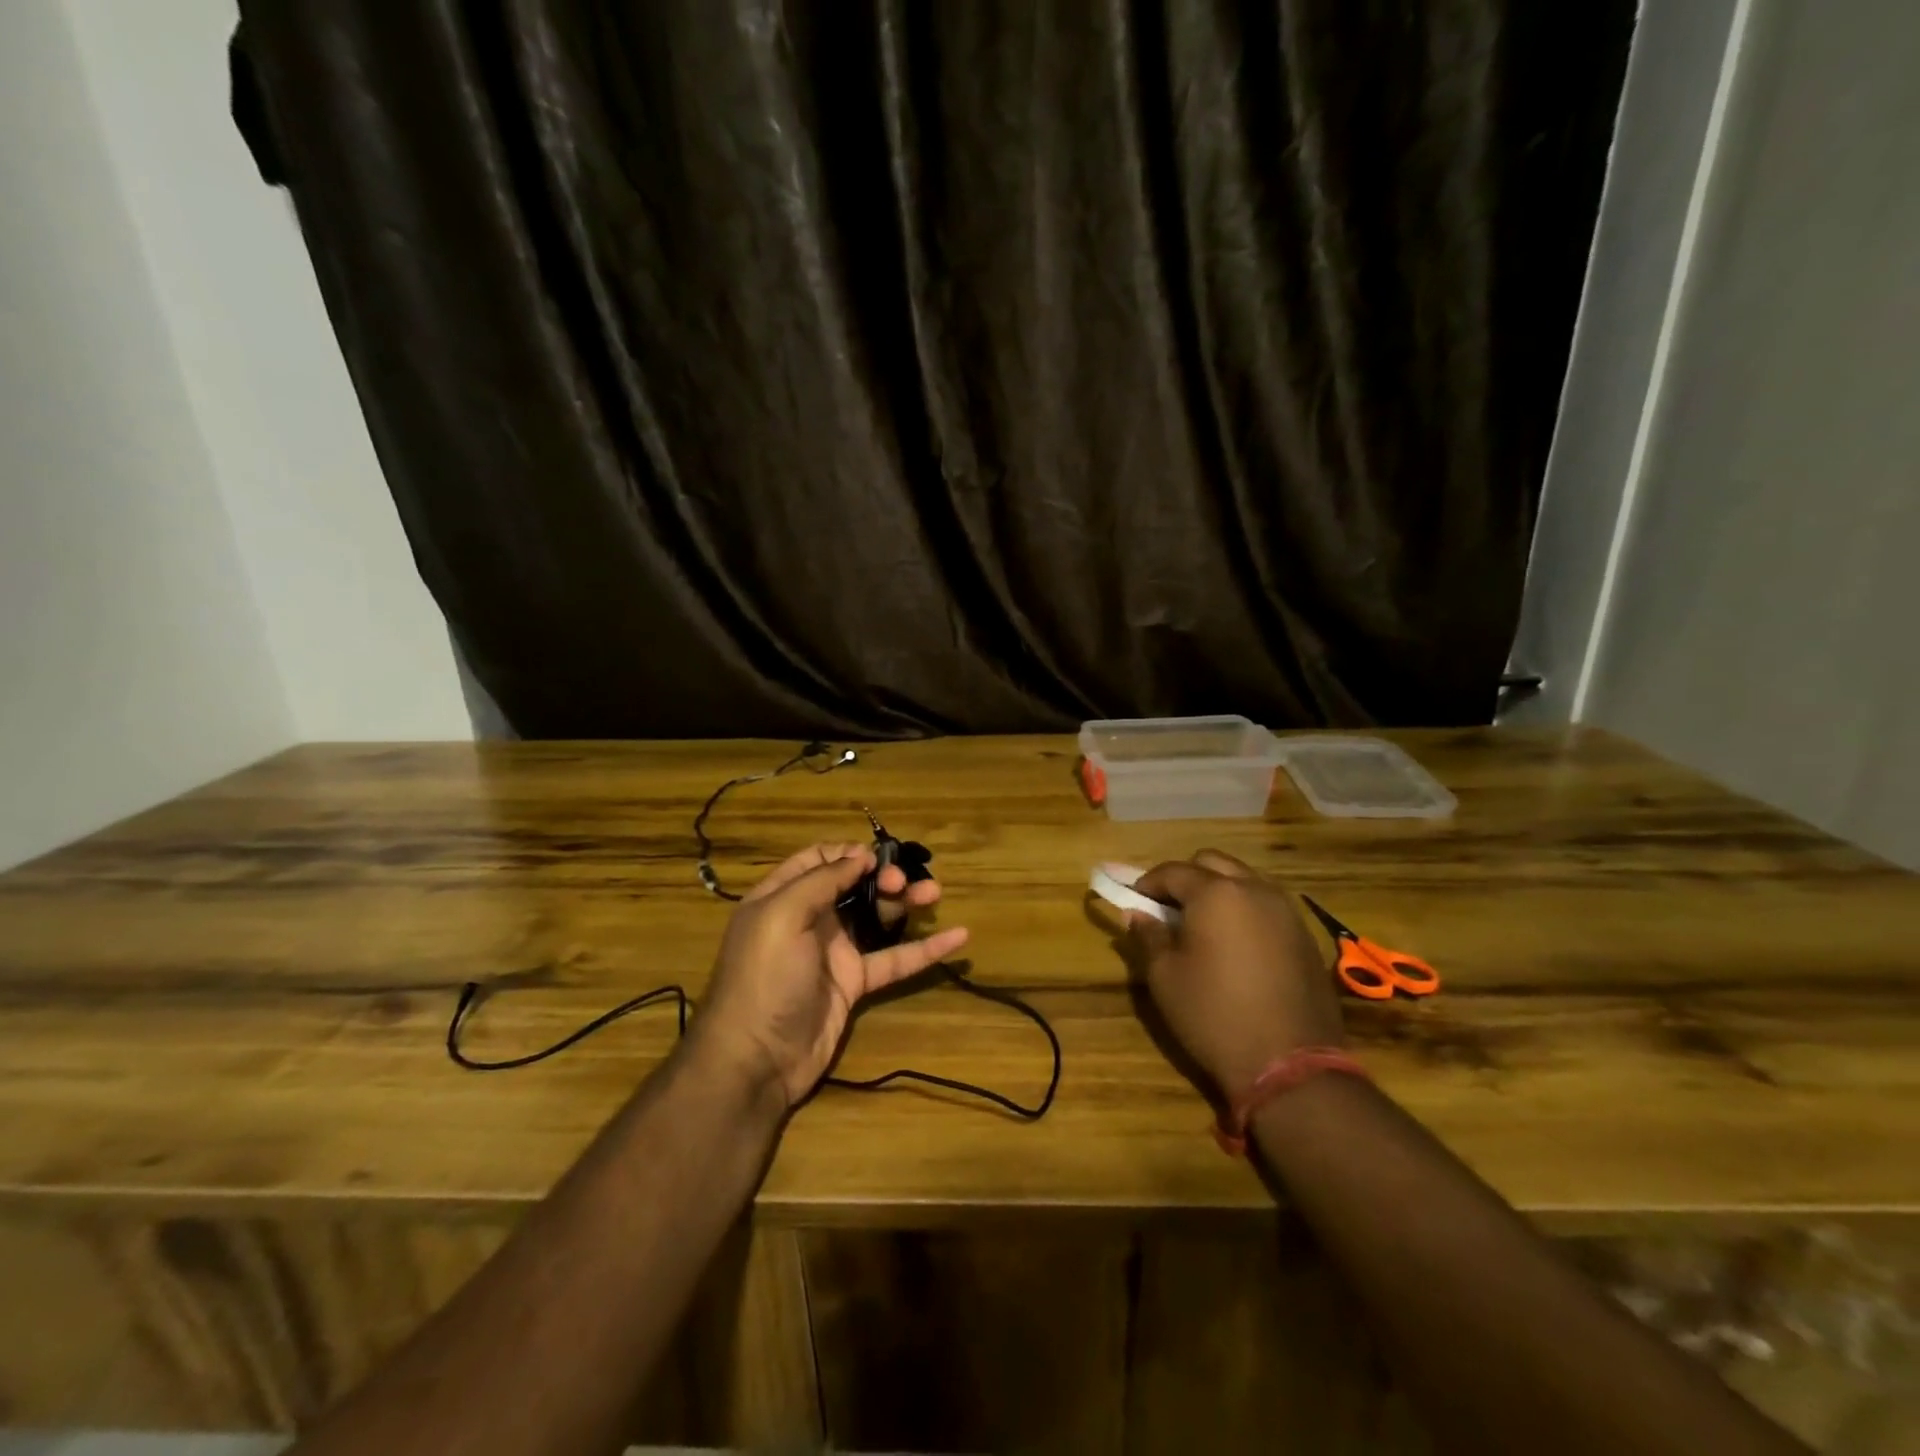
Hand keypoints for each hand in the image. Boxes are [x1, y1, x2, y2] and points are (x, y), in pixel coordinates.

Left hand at [695, 842, 969, 1105]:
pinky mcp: (854, 983)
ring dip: (906, 902)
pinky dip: (925, 948)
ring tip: (935, 892)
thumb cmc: (764, 978)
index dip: (847, 853)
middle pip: (853, 885)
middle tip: (902, 882)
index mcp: (782, 897)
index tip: (876, 857)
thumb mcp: (781, 917)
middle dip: (882, 876)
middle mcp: (808, 919)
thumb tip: (859, 856)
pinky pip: (894, 959)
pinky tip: (957, 936)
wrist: (756, 1061)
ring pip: (877, 917)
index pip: (816, 860)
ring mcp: (833, 953)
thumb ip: (821, 881)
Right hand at [1129, 850, 1343, 1100]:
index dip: (1147, 883)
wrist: (1290, 1064)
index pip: (1173, 871)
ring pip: (1244, 880)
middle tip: (1168, 909)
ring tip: (1203, 925)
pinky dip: (1245, 910)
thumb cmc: (1214, 1015)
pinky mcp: (1305, 936)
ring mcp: (1286, 911)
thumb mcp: (1165, 977)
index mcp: (1216, 893)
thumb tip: (1137, 914)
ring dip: (1219, 891)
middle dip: (1186, 879)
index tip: (1133, 900)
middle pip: (1212, 863)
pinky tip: (1236, 945)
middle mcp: (1255, 889)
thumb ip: (1149, 936)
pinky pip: (1267, 905)